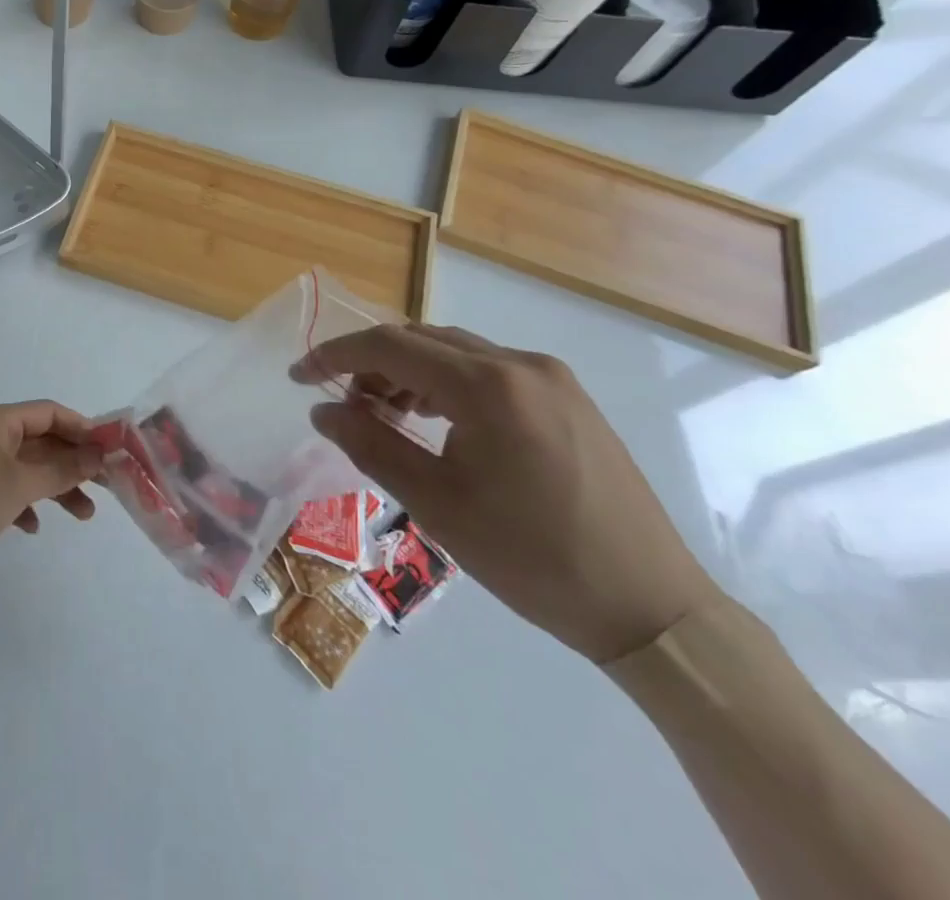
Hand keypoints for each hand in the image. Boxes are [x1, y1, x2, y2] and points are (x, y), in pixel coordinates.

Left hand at [0, 401, 104, 585]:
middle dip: (72, 462)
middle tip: (105, 485)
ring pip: (27, 468)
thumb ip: (63, 469)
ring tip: (84, 515)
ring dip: (55, 487)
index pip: (48, 413)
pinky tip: (33, 526)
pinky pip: (7, 488)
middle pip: (40, 440)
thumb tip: (99, 456)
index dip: (81, 428)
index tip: (109, 449)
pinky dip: (26, 503)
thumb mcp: (21, 484)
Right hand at [295, 324, 719, 664]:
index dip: (335, 355)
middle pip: (422, 340)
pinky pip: (489, 370)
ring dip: (409, 373)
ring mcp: (551, 377)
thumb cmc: (534, 559)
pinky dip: (447, 384)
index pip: (390, 346)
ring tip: (385, 415)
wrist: (652, 608)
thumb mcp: (437, 505)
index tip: (298, 377)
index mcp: (487, 385)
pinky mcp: (568, 397)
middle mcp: (520, 364)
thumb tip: (322, 410)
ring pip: (455, 352)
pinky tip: (437, 421)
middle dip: (371, 364)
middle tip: (342, 404)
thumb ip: (371, 445)